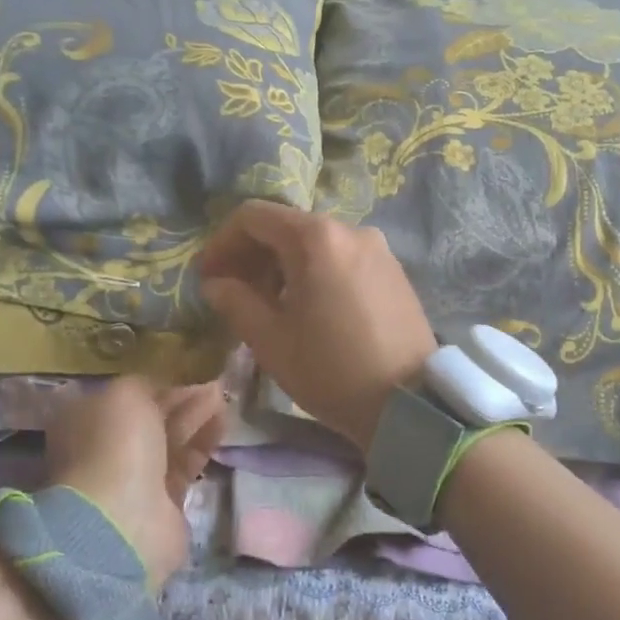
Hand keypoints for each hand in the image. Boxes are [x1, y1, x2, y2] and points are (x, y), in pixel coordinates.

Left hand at [44, 377, 225, 590]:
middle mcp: (107, 450)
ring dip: (196, 419)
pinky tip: (222, 424)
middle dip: (180, 401)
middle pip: (150, 419)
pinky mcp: (164, 502)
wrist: (124, 521)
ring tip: (223, 399)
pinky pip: (186, 464)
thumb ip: (144, 385)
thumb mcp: (125, 395)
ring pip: (170, 440)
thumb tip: (162, 391)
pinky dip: (203, 443)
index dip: (154, 385)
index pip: (124, 398)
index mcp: (85, 423)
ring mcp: (134, 478)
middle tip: (212, 386)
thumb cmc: (116, 445)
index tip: (183, 373)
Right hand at [199, 201, 437, 450]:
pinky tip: (308, 306)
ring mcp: (377, 247)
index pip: (253, 216)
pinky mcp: (393, 269)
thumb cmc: (330, 370)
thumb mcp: (270, 339)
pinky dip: (315, 270)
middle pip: (286, 226)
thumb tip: (215, 283)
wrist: (410, 403)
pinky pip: (341, 256)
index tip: (208, 276)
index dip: (222, 242)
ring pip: (315, 242)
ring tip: (268, 303)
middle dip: (252, 253)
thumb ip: (235, 301)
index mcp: (316, 238)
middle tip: (232, 291)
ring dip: (282, 264)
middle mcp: (349, 229)